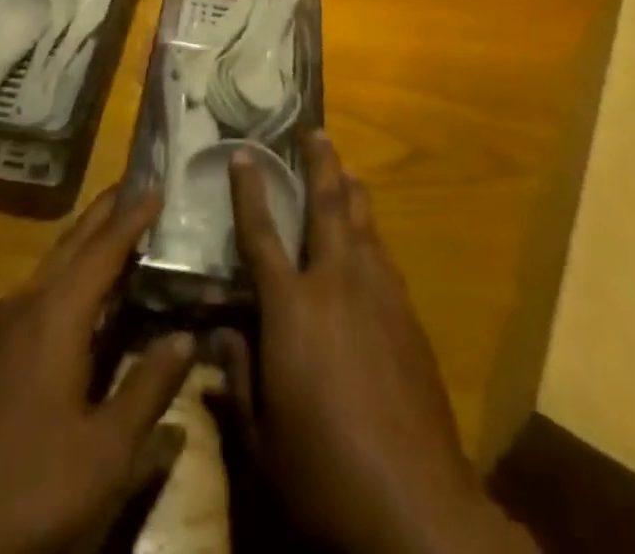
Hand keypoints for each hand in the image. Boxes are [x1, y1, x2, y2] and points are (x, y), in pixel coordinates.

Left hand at [0, 187, 195, 553]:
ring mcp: (3, 326)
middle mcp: (28, 302)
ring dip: (87, 241)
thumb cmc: (25, 485)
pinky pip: (42, 289)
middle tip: (139, 186)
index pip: (105, 248)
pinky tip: (83, 297)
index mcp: (57, 312)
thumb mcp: (103, 452)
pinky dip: (71, 273)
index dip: (134, 217)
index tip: (160, 186)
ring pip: (54, 264)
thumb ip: (147, 389)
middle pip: (74, 242)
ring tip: (119, 230)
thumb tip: (186, 336)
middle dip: (107, 212)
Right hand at [213, 134, 534, 553]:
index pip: (261, 234)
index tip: (244, 153)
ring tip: (345, 169)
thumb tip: (216, 332)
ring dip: (351, 190)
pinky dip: (371, 235)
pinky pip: (383, 256)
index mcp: (291, 308)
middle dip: (319, 163)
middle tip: (314, 130)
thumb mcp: (262, 438)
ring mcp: (378, 294)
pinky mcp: (408, 315)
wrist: (417, 503)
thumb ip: (237, 375)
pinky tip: (369, 240)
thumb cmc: (324, 471)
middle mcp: (335, 283)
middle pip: (327, 206)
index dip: (250, 190)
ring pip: (363, 223)